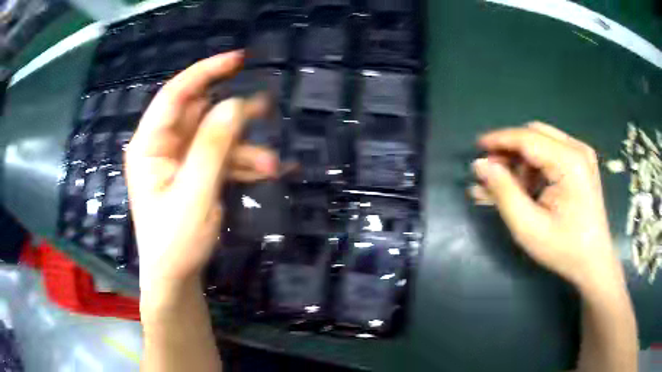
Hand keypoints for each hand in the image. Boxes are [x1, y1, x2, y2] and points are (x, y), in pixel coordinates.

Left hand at [125, 51, 277, 297]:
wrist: (176, 277)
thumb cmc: (175, 241)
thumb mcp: (194, 194)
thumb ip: (213, 147)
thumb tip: (235, 104)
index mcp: (149, 144)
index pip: (175, 95)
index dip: (206, 72)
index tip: (239, 59)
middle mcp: (162, 145)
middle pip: (200, 114)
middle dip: (233, 116)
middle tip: (267, 111)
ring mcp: (179, 159)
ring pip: (215, 137)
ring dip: (243, 148)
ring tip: (272, 163)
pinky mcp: (193, 172)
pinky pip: (220, 157)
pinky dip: (241, 163)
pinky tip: (263, 173)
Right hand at [469, 122, 621, 289]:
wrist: (593, 262)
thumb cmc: (563, 249)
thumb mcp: (528, 227)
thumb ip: (503, 192)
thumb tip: (481, 165)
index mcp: (569, 162)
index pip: (527, 138)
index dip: (499, 140)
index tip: (476, 147)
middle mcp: (577, 149)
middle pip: (534, 135)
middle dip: (510, 151)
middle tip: (492, 175)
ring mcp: (581, 155)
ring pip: (541, 144)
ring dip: (521, 162)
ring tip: (507, 189)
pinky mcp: (581, 164)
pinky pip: (551, 154)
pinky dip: (534, 167)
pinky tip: (524, 188)